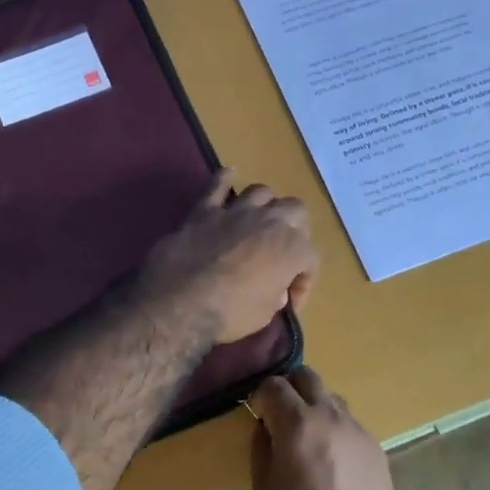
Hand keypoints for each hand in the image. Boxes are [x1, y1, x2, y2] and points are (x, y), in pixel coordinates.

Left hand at [139, 170, 317, 344]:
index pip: (309, 260)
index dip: (303, 283)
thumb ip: (274, 296)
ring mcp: (235, 212)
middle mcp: (269, 222)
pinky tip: (229, 175)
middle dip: (295, 230)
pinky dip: (224, 180)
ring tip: (260, 221)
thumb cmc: (229, 314)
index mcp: (291, 249)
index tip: (290, 301)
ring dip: (265, 206)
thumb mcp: (264, 314)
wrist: (180, 302)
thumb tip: (274, 290)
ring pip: (262, 192)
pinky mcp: (204, 211)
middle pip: (295, 211)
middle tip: (282, 251)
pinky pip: (216, 185)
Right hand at [250, 367, 402, 489]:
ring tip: (309, 438)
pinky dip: (336, 430)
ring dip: (316, 407)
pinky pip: (351, 425)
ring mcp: (357, 430)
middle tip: (281, 415)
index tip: (256, 413)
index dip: (260, 395)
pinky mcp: (377, 448)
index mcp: (297, 424)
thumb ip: (262, 450)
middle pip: (308, 376)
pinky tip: (333, 461)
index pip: (274, 385)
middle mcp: (329, 416)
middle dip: (290, 388)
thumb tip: (266, 428)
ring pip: (332, 398)